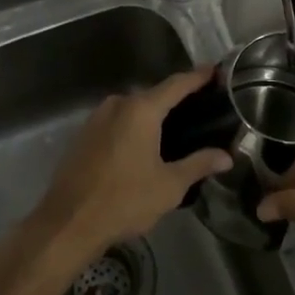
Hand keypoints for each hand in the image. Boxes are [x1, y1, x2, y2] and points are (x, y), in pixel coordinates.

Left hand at [32, 65, 230, 263]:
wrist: (68, 223)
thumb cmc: (124, 200)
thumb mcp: (169, 185)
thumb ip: (199, 164)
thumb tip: (226, 156)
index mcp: (141, 110)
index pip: (176, 84)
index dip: (198, 77)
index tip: (215, 71)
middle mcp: (118, 104)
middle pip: (154, 95)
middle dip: (176, 99)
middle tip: (200, 108)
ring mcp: (97, 117)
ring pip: (133, 109)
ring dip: (153, 115)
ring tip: (176, 128)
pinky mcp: (84, 134)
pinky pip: (117, 121)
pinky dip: (133, 126)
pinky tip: (144, 145)